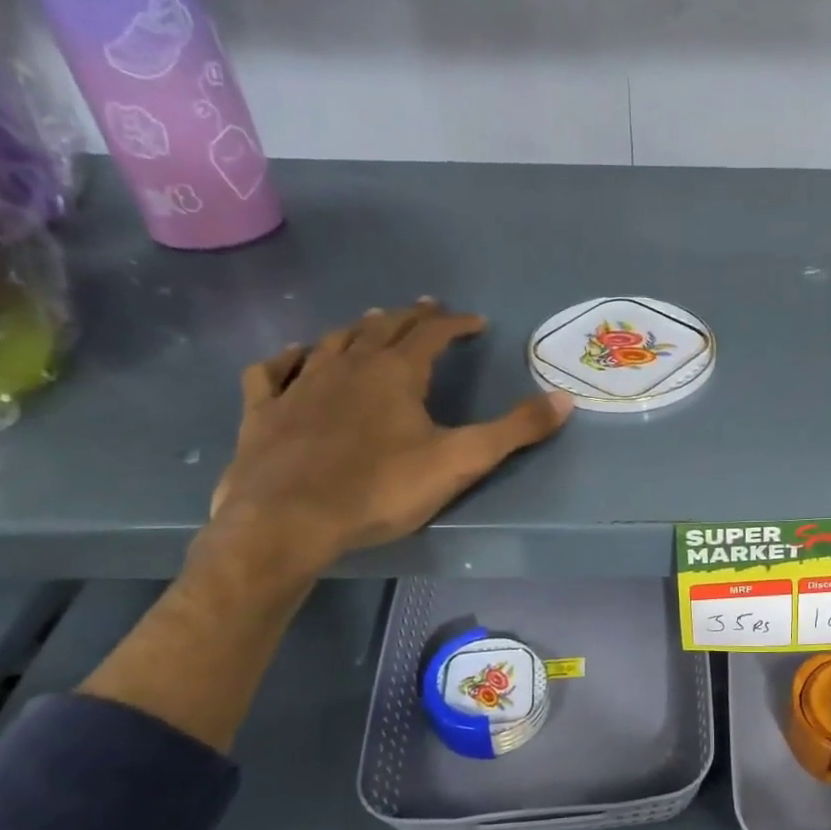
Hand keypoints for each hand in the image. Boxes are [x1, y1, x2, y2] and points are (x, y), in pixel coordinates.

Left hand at [208, 302, 572, 578]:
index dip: (456, 324)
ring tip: (372, 322)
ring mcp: (301, 384)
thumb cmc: (381, 489)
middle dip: (411, 317)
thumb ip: (515, 430)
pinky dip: (289, 358)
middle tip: (428, 309)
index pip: (432, 334)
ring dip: (358, 328)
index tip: (476, 322)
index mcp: (396, 372)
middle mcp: (348, 365)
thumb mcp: (461, 461)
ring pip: (333, 341)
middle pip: (383, 328)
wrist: (288, 520)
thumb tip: (565, 399)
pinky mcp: (265, 411)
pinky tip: (294, 356)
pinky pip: (275, 371)